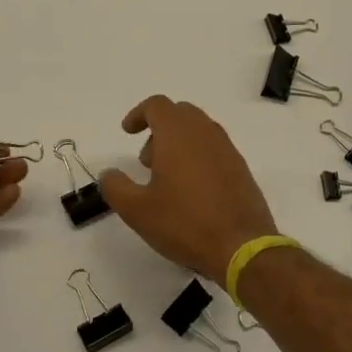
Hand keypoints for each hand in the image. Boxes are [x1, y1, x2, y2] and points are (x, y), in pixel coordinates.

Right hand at [99, 96, 278, 282]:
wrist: (242, 247)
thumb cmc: (185, 223)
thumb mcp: (137, 210)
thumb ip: (115, 187)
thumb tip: (109, 173)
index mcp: (178, 134)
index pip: (157, 105)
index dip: (138, 114)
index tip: (127, 133)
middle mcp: (205, 133)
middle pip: (179, 113)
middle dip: (158, 129)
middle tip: (147, 161)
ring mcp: (227, 149)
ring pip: (199, 130)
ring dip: (179, 143)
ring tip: (167, 179)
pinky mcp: (241, 168)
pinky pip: (214, 149)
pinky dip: (198, 156)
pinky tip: (192, 191)